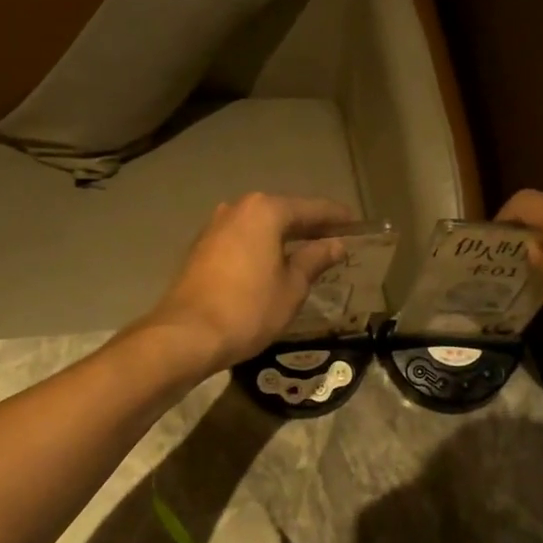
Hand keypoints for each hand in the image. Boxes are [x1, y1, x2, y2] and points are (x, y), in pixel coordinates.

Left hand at [137, 194, 355, 372]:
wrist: (186, 334)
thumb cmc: (249, 309)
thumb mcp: (292, 287)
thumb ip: (314, 260)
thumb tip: (335, 245)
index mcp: (265, 211)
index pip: (311, 208)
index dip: (336, 217)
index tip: (357, 225)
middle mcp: (238, 209)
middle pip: (283, 212)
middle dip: (310, 226)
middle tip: (337, 240)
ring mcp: (215, 227)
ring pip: (260, 226)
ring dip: (284, 237)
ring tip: (308, 253)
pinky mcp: (201, 248)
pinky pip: (242, 239)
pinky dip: (262, 247)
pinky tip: (274, 264)